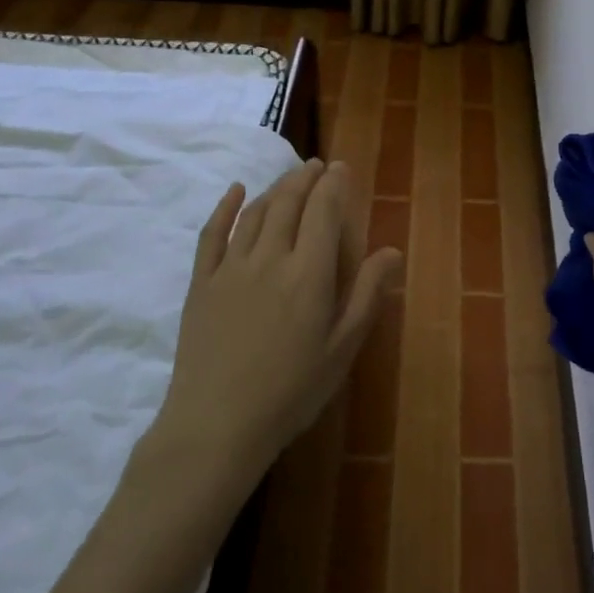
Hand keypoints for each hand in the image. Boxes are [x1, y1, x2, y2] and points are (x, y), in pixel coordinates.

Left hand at [147, 159, 401, 474]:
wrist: (216, 426)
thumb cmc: (290, 392)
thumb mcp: (342, 348)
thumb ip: (366, 294)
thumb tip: (391, 251)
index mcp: (309, 273)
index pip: (324, 211)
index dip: (334, 184)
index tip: (341, 167)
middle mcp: (270, 258)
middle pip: (289, 203)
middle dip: (306, 178)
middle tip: (317, 166)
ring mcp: (231, 268)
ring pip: (256, 213)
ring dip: (276, 188)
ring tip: (290, 178)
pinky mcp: (202, 283)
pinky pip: (212, 234)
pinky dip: (225, 207)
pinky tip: (235, 191)